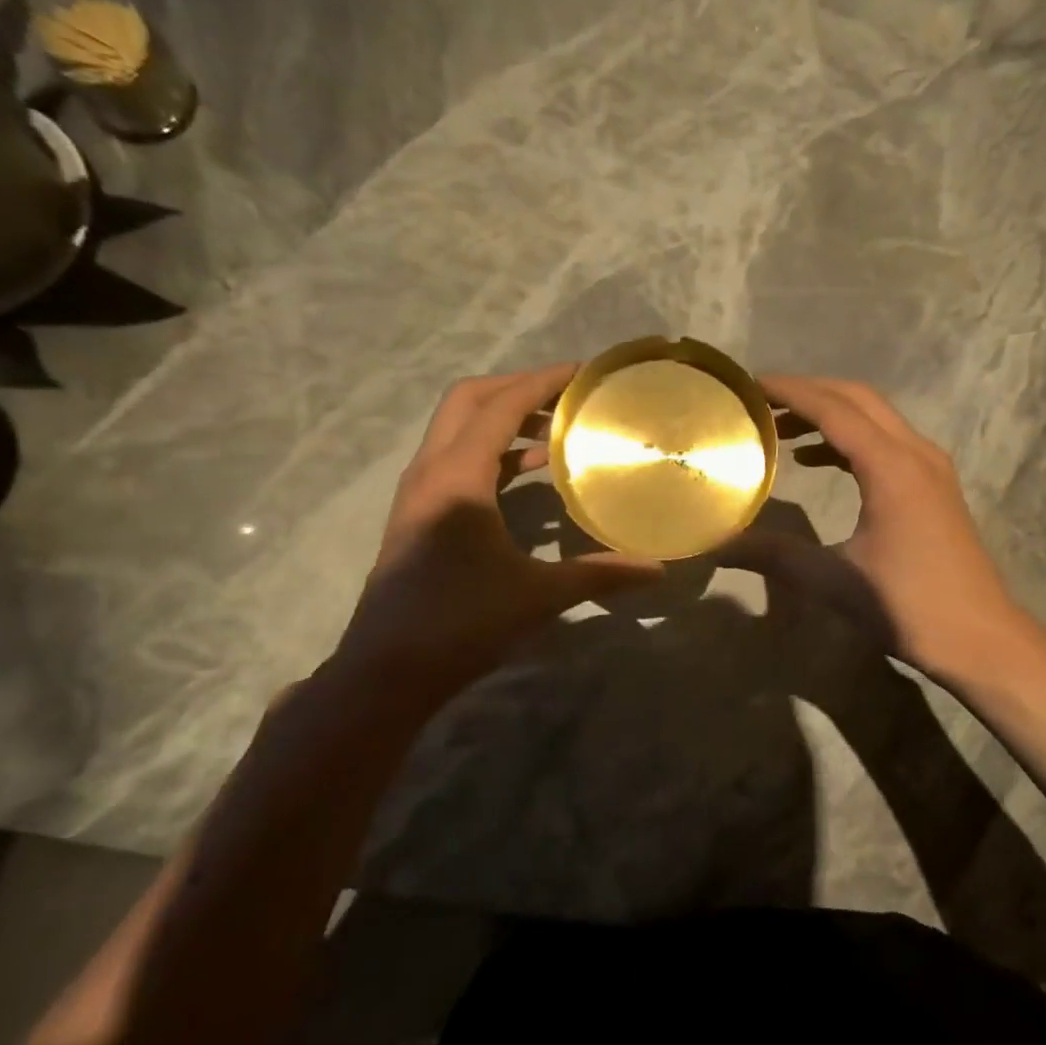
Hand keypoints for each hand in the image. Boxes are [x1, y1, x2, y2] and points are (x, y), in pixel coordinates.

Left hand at [333, 364, 660, 704]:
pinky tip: (528, 477)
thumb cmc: (461, 623)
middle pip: (469, 401)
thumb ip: (600, 574)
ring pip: (458, 430)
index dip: (543, 382)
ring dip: (503, 420)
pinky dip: (493, 453)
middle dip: (518, 389)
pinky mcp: (418, 515)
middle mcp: (431, 471)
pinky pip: (457, 461)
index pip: (502, 405)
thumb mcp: (538, 596)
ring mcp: (418, 493)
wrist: (387, 671)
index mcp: (458, 476)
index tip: (584, 373)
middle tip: (567, 397)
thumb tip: (659, 568)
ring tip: (556, 432)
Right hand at [722, 375, 1026, 681]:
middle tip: (761, 401)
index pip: (833, 408)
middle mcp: (915, 453)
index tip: (750, 385)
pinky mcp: (936, 486)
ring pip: (876, 417)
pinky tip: (819, 460)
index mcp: (891, 467)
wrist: (980, 637)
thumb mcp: (833, 581)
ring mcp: (932, 467)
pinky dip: (851, 438)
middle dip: (809, 392)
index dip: (790, 391)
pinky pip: (888, 441)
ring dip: (831, 413)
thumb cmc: (907, 606)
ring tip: (783, 428)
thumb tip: (718, 546)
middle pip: (858, 398)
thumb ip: (774, 555)